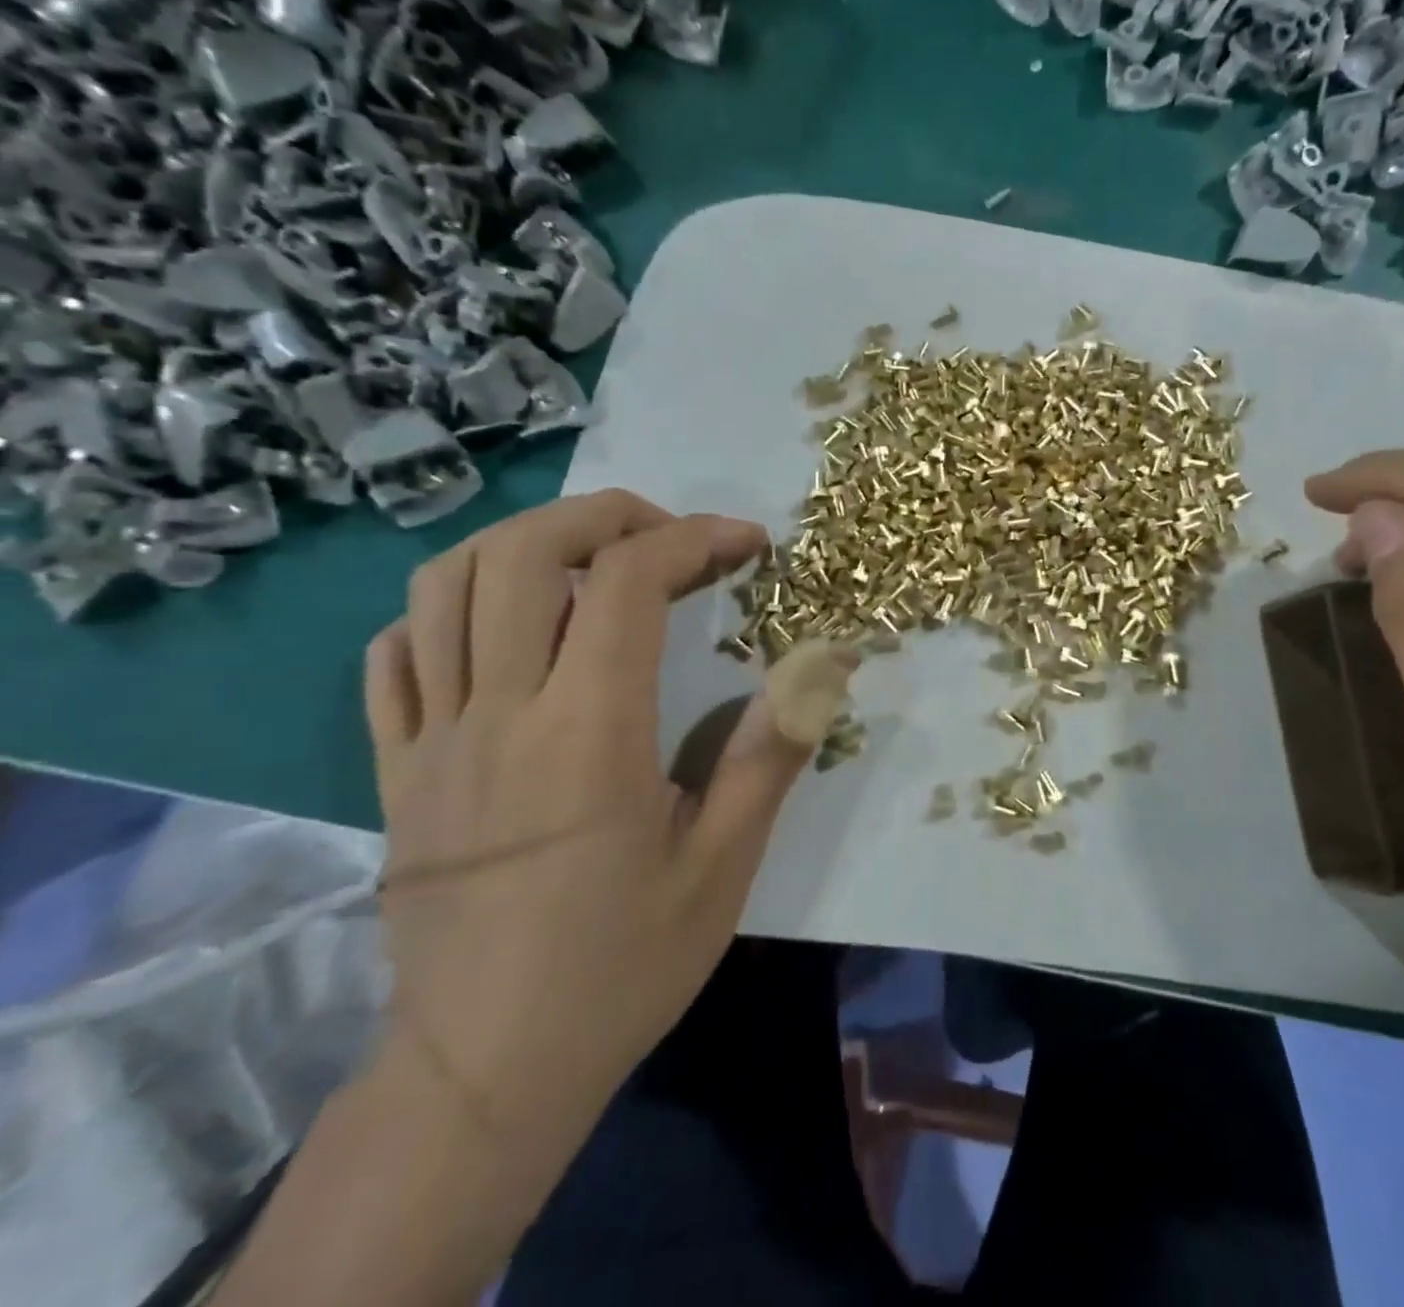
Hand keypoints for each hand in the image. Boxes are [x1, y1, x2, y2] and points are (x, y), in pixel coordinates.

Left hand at [362, 491, 814, 1156]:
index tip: (746, 545)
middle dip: (604, 515)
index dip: (693, 538)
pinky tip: (501, 628)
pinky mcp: (392, 769)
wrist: (484, 1071)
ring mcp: (431, 738)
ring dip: (524, 543)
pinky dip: (445, 610)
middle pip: (521, 553)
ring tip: (589, 561)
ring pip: (442, 586)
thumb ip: (771, 753)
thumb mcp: (722, 866)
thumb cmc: (619, 966)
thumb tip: (829, 663)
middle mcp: (499, 713)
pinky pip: (393, 656)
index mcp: (588, 732)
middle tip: (668, 536)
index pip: (626, 581)